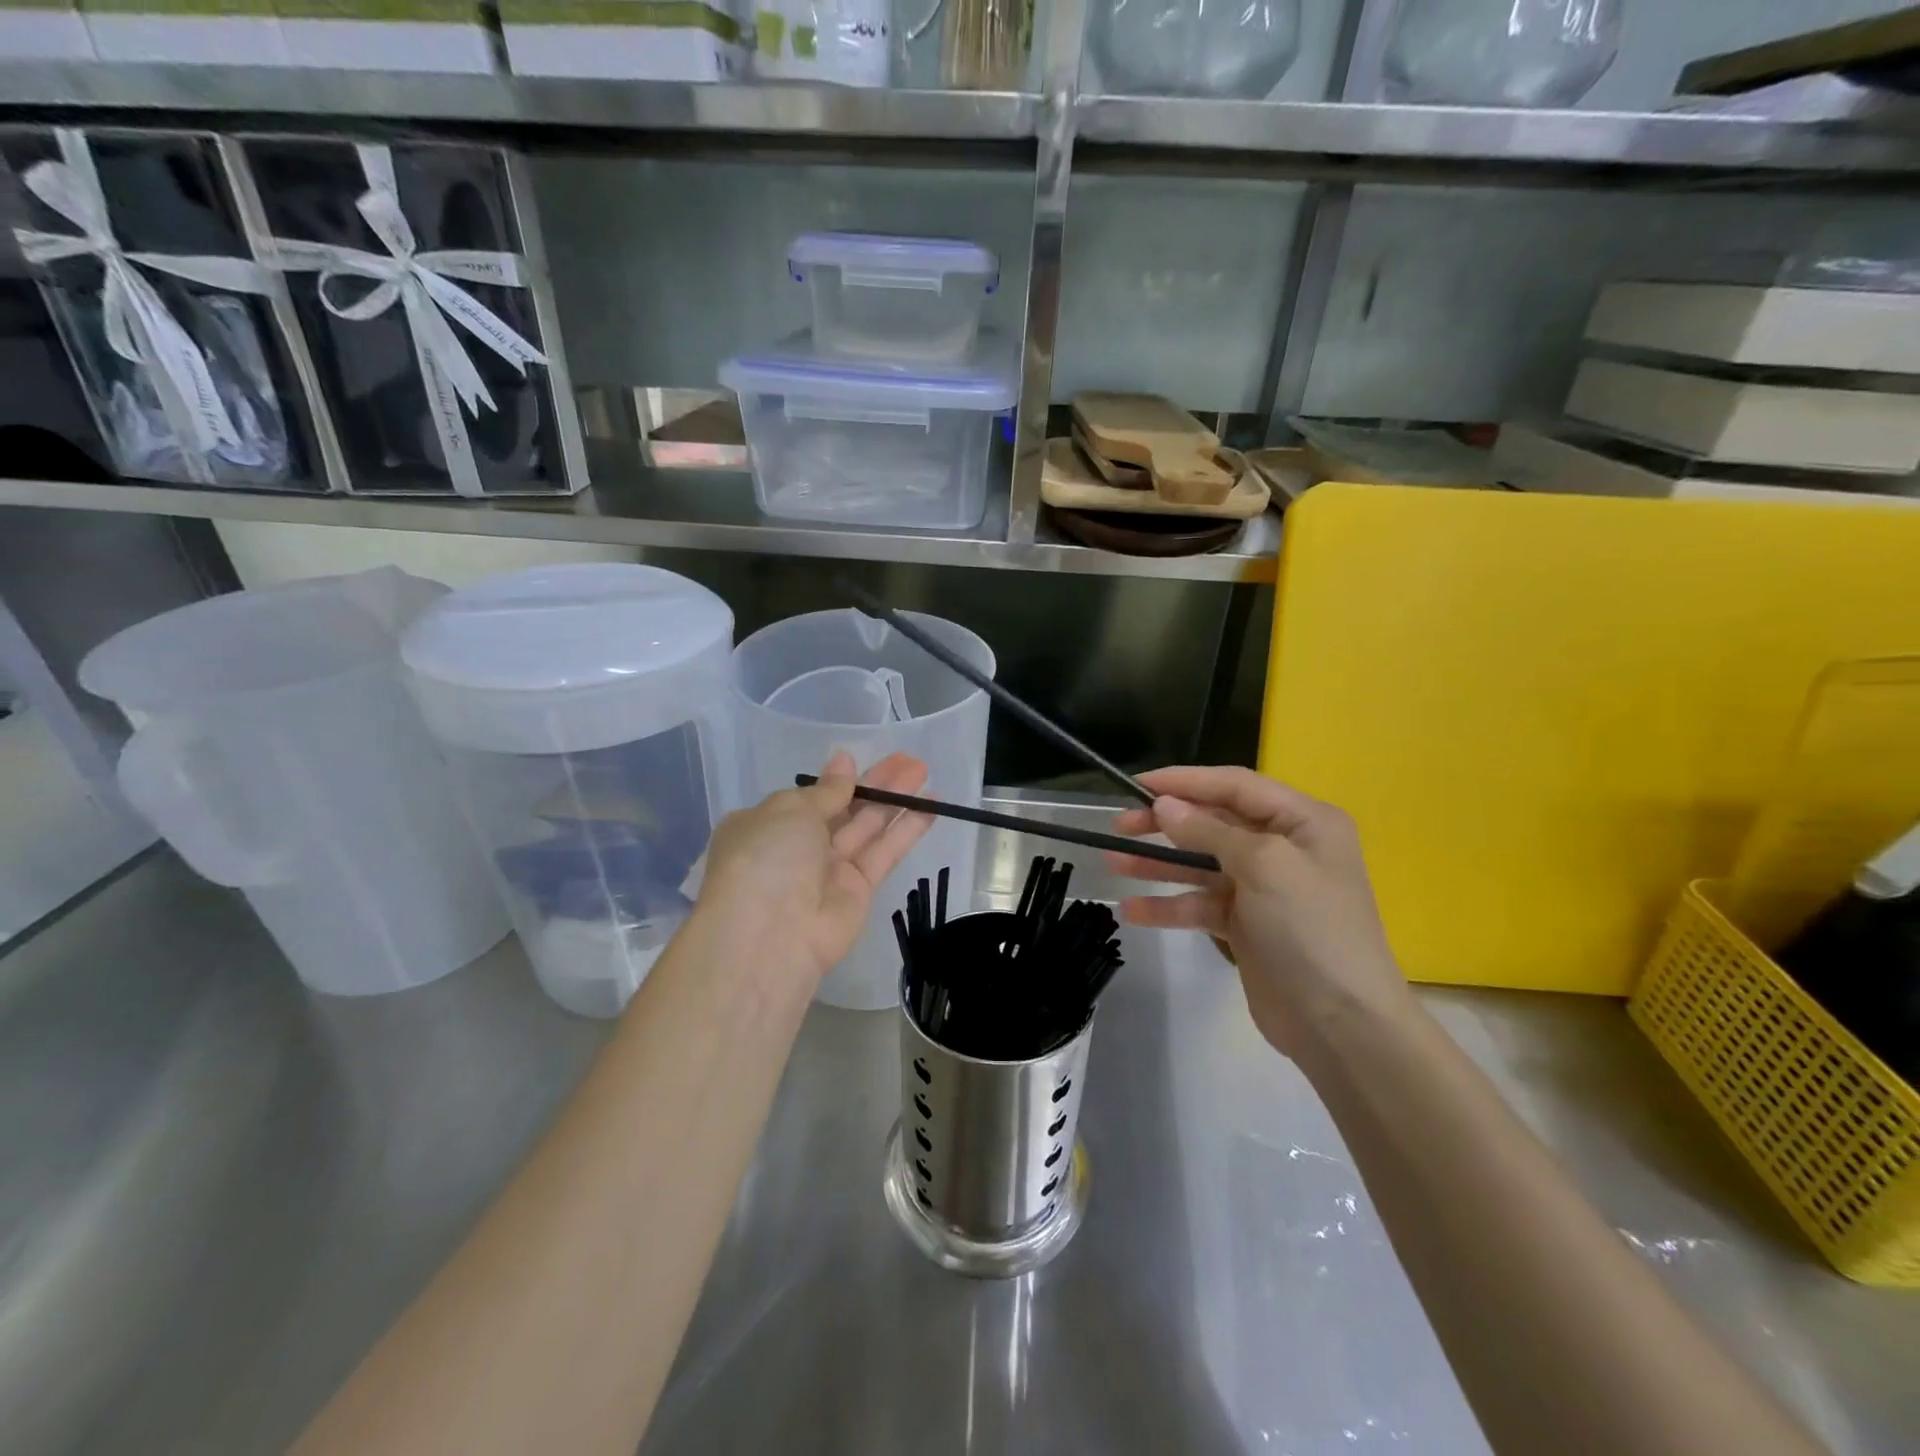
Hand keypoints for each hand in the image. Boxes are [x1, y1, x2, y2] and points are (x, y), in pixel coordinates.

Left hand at [696, 751, 932, 987]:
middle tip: (909, 759)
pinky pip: (885, 852)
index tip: (860, 759)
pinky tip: (932, 805)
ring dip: (895, 798)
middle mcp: (797, 847)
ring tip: (924, 770)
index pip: (807, 798)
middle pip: (844, 808)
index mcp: (767, 825)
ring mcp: (829, 870)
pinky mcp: (859, 890)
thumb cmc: (767, 858)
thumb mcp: (791, 810)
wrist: (771, 935)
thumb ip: (826, 790)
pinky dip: (908, 829)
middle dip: (874, 783)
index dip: (836, 779)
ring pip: (868, 826)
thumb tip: (843, 761)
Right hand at [1107, 766, 1412, 1057]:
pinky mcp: (1246, 925)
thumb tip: (1164, 806)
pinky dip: (1169, 905)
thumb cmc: (1311, 929)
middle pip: (1213, 823)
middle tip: (1120, 825)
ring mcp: (1264, 888)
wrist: (1342, 1024)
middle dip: (1165, 823)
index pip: (1234, 785)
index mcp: (1303, 821)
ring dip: (1158, 864)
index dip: (1184, 781)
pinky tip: (1133, 910)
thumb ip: (1209, 831)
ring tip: (1112, 861)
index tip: (1136, 785)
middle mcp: (1284, 847)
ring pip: (1201, 864)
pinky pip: (1200, 904)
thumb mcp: (1264, 866)